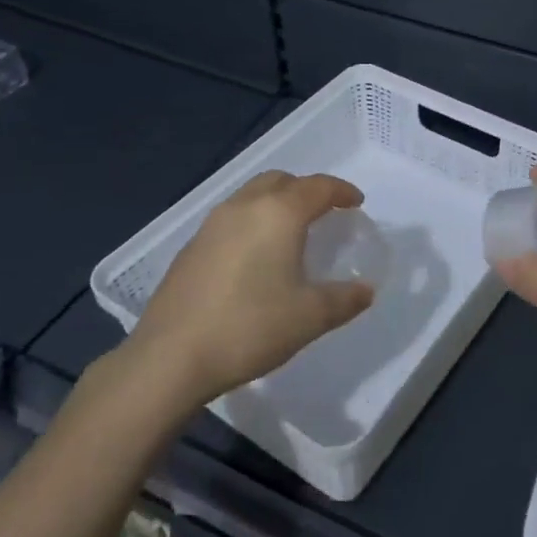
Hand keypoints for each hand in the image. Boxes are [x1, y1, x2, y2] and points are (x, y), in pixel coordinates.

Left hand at [125, 171, 375, 411]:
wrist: (171, 356)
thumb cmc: (250, 327)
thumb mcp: (310, 317)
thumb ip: (344, 299)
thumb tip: (365, 290)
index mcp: (278, 213)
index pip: (318, 187)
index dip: (342, 191)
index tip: (356, 203)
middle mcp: (244, 207)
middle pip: (281, 181)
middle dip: (306, 190)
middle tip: (324, 213)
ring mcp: (212, 224)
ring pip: (252, 196)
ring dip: (276, 203)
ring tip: (291, 233)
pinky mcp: (191, 247)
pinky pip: (231, 219)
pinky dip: (252, 223)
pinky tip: (255, 258)